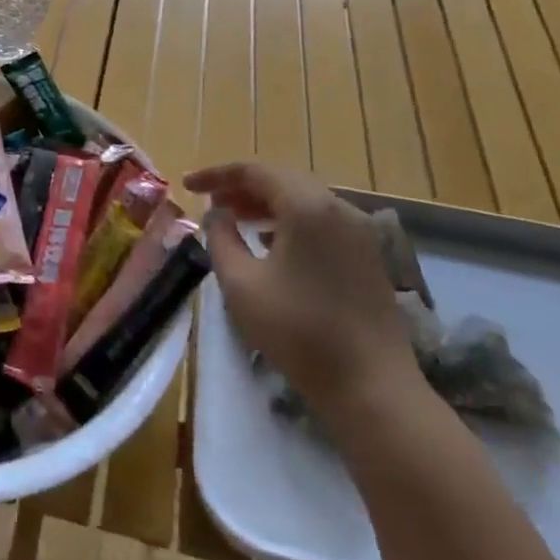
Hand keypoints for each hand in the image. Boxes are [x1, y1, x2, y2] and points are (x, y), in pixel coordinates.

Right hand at [186, 162, 422, 423]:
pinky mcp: (368, 256)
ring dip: (266, 204)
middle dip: (242, 187)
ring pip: (304, 200)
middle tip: (211, 202)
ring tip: (235, 220)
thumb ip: (220, 238)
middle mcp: (338, 207)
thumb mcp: (241, 284)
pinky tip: (271, 245)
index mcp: (307, 206)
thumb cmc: (298, 332)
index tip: (187, 186)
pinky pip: (322, 221)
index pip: (254, 171)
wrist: (372, 388)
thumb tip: (216, 214)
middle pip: (282, 180)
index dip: (216, 175)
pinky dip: (291, 222)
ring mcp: (359, 232)